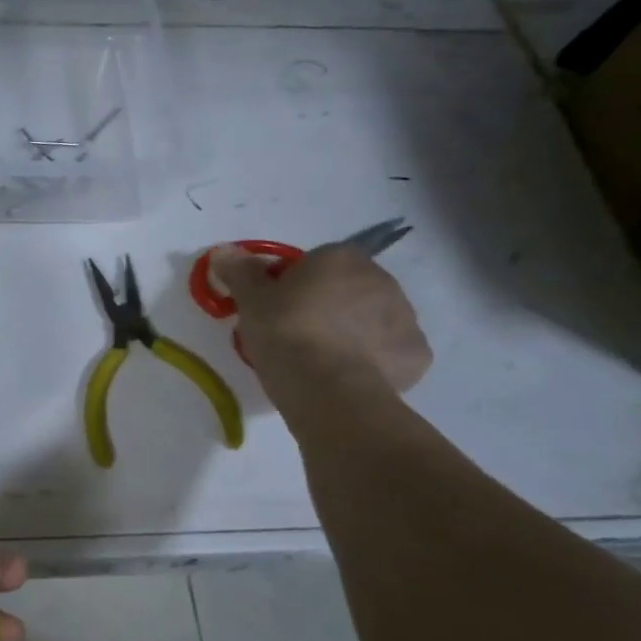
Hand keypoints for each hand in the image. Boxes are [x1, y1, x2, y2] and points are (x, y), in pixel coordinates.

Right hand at [209, 242, 430, 397]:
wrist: (328, 389)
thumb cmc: (285, 333)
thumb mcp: (250, 300)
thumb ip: (240, 271)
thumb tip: (225, 251)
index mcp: (341, 258)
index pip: (315, 263)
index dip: (293, 285)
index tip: (275, 309)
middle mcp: (381, 279)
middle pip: (347, 289)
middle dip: (326, 306)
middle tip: (295, 335)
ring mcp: (406, 317)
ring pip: (371, 319)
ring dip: (351, 332)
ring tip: (319, 360)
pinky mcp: (416, 355)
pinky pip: (389, 351)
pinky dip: (372, 361)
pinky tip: (346, 376)